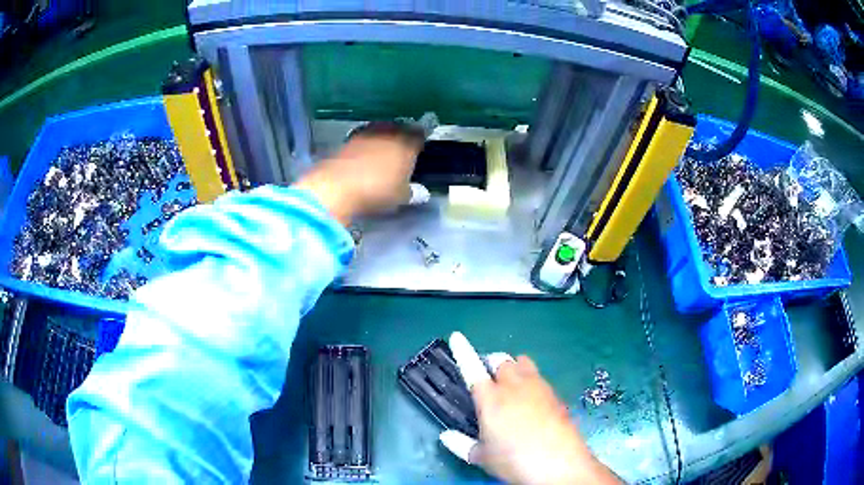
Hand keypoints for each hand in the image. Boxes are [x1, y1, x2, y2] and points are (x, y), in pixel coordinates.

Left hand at [294, 122, 423, 225]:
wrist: (336, 186)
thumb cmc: (377, 190)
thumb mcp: (400, 197)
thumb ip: (411, 191)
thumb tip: (420, 192)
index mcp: (406, 144)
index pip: (419, 135)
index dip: (420, 139)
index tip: (420, 145)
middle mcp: (387, 133)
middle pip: (398, 130)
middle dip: (401, 137)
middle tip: (402, 148)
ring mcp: (365, 135)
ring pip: (379, 133)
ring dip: (381, 140)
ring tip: (382, 152)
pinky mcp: (347, 141)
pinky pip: (362, 141)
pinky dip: (365, 147)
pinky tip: (364, 158)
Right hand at [443, 332, 620, 484]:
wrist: (559, 463)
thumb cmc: (514, 460)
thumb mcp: (483, 457)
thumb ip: (462, 445)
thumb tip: (446, 437)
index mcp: (490, 399)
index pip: (472, 369)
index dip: (463, 351)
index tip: (457, 336)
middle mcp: (514, 386)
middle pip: (502, 360)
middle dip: (493, 364)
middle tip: (489, 379)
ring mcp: (538, 387)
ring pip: (523, 363)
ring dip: (514, 367)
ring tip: (511, 385)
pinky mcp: (555, 395)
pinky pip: (539, 378)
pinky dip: (531, 382)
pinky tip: (532, 402)